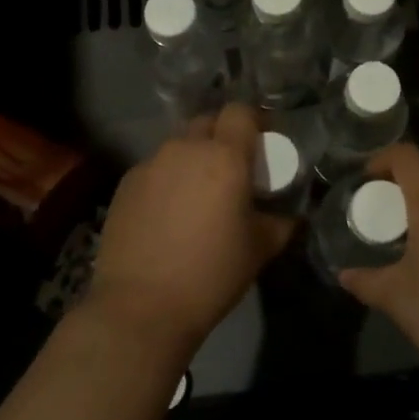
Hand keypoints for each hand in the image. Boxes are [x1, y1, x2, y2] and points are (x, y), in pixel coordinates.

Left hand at [88, 103, 293, 351]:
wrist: (141, 307)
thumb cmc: (211, 274)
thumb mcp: (260, 249)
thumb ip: (281, 223)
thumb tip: (293, 216)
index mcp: (224, 157)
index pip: (240, 111)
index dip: (254, 120)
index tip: (262, 142)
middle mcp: (185, 149)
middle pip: (208, 122)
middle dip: (222, 136)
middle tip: (232, 168)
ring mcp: (150, 164)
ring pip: (179, 146)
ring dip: (193, 158)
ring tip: (198, 193)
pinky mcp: (125, 184)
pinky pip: (155, 168)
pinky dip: (167, 179)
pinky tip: (168, 213)